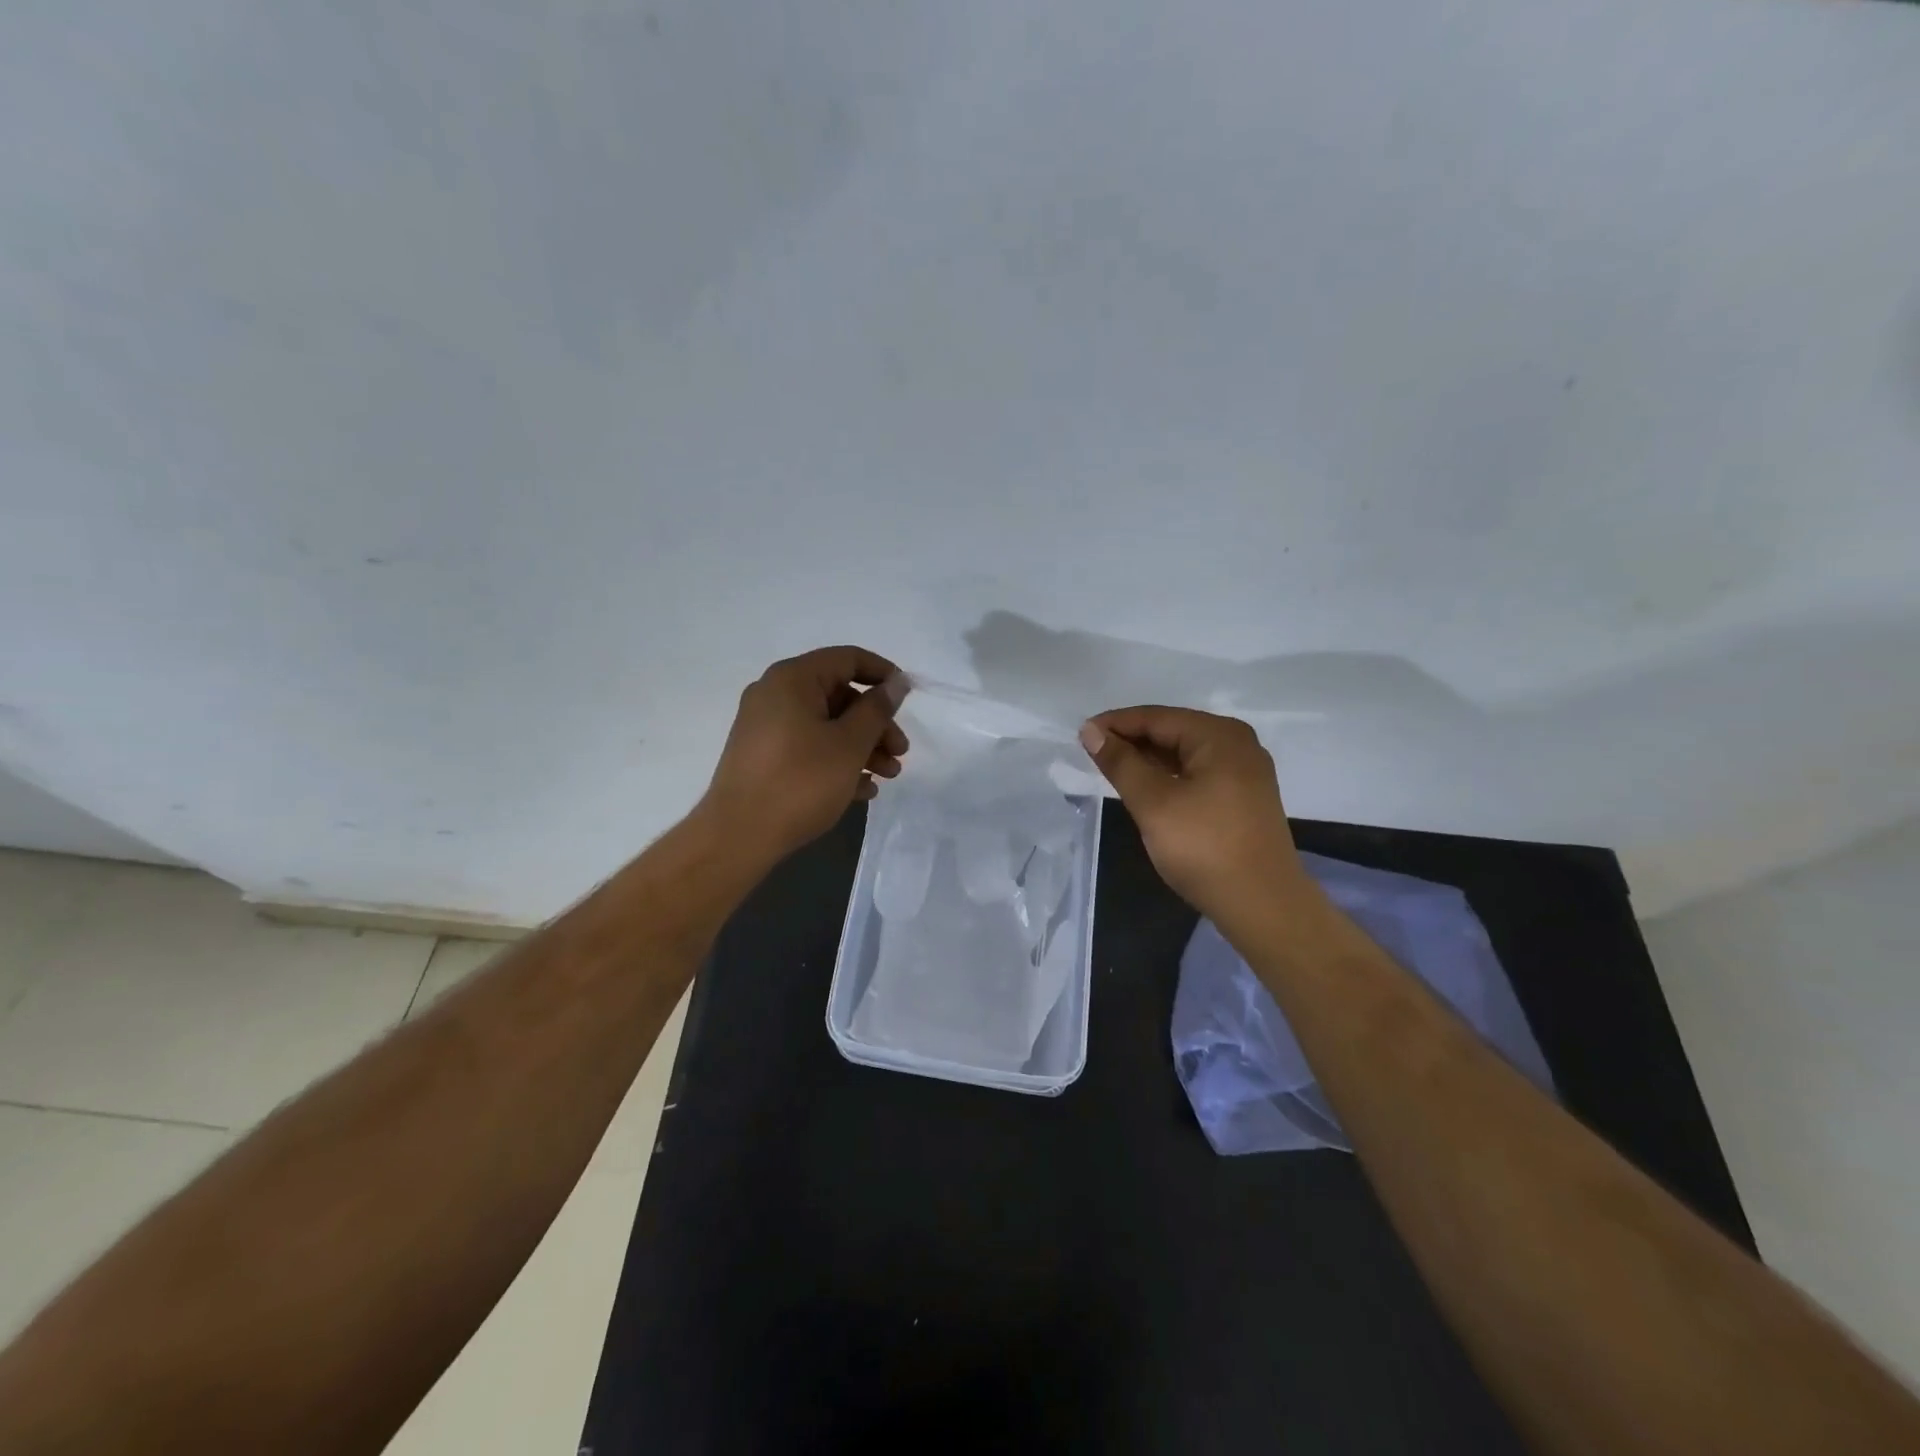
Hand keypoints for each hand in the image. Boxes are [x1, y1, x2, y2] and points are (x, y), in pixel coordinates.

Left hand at [699, 646, 909, 862]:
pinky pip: (808, 747)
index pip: (848, 659)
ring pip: (826, 726)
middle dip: (876, 723)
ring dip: (862, 747)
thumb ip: (877, 709)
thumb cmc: (801, 782)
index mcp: (793, 679)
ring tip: (887, 777)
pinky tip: (861, 790)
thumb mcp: (849, 744)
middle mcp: (775, 694)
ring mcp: (765, 727)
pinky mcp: (762, 757)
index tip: (908, 697)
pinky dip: (836, 761)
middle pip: (839, 696)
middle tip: (900, 753)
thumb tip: (896, 683)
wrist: (738, 836)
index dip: (883, 674)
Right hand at [1079, 706, 1303, 926]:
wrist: (1262, 905)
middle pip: (1172, 731)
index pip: (1156, 717)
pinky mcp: (1243, 796)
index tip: (1080, 736)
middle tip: (1091, 754)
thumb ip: (1120, 763)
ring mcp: (1244, 771)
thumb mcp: (1153, 803)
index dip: (1115, 724)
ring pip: (1183, 753)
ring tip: (1111, 769)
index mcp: (1219, 735)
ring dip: (1147, 759)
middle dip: (1131, 740)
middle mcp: (1237, 743)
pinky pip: (1196, 772)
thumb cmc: (1204, 847)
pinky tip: (1145, 787)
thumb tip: (1090, 731)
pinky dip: (1167, 775)